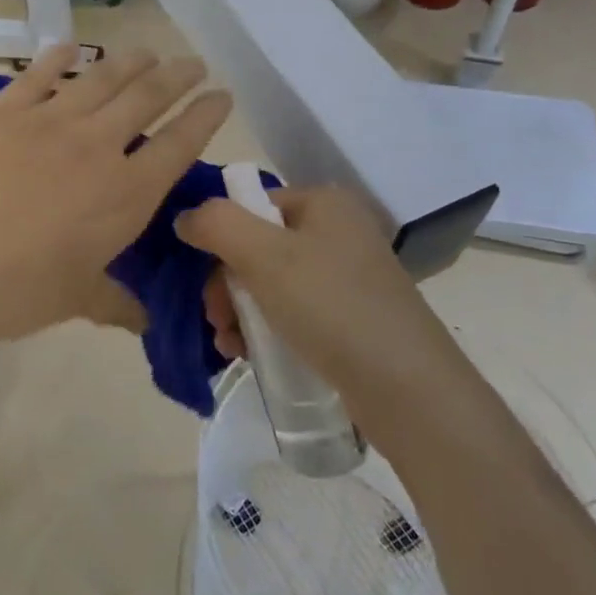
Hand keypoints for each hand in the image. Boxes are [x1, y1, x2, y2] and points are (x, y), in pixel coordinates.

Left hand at [0, 44, 232, 349]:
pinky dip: (58, 57)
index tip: (223, 96)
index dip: (207, 115)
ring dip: (131, 62)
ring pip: (102, 78)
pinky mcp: (3, 111)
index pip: (181, 144)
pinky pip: (38, 74)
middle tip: (193, 63)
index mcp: (125, 195)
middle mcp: (96, 147)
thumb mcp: (78, 300)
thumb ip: (118, 303)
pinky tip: (71, 47)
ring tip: (148, 52)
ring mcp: (48, 122)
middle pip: (148, 97)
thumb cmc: (17, 294)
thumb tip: (145, 321)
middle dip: (178, 76)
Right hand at [176, 185, 474, 437]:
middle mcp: (338, 231)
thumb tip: (185, 218)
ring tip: (228, 345)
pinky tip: (248, 355)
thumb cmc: (332, 308)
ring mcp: (348, 276)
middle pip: (257, 245)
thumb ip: (215, 223)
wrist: (410, 391)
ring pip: (271, 282)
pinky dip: (266, 328)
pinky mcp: (352, 317)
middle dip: (227, 284)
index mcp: (324, 203)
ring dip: (240, 311)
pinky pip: (293, 311)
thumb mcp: (263, 255)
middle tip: (216, 320)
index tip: (206, 282)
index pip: (251, 204)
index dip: (220, 239)